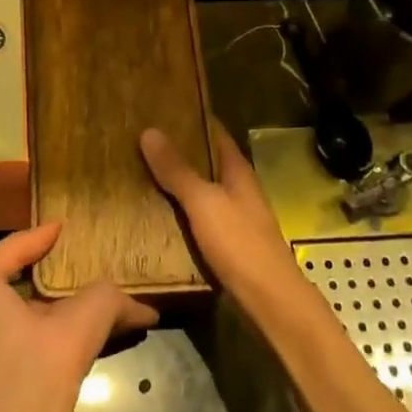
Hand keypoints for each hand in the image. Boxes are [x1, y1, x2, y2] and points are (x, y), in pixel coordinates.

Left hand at [0, 224, 157, 411]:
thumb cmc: (29, 372)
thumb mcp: (77, 324)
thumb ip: (107, 302)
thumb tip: (142, 306)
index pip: (1, 255)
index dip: (29, 239)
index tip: (61, 229)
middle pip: (23, 289)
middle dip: (58, 277)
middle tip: (94, 265)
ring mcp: (3, 359)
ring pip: (42, 321)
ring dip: (76, 310)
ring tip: (118, 304)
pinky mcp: (21, 390)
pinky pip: (52, 348)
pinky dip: (80, 338)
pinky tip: (114, 340)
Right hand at [140, 120, 300, 302]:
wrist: (270, 302)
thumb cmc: (240, 244)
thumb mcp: (203, 202)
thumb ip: (177, 170)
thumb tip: (149, 131)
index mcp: (239, 172)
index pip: (216, 133)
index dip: (193, 119)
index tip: (162, 109)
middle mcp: (239, 190)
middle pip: (208, 162)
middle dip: (180, 151)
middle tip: (141, 140)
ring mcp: (236, 218)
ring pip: (203, 191)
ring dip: (178, 182)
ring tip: (141, 172)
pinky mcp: (228, 244)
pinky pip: (200, 218)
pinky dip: (181, 211)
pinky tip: (157, 214)